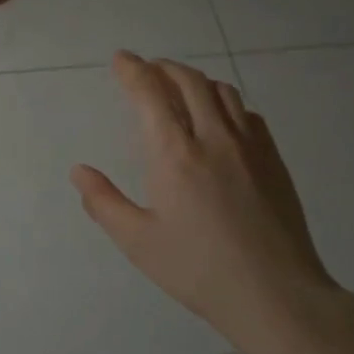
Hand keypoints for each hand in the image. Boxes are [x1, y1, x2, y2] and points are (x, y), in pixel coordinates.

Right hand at [71, 53, 346, 345]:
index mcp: (174, 153)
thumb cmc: (198, 269)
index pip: (150, 93)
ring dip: (195, 80)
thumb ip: (104, 202)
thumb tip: (79, 171)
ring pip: (221, 91)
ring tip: (180, 87)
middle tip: (147, 69)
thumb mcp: (138, 242)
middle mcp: (213, 137)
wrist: (275, 294)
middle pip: (189, 81)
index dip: (133, 70)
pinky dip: (226, 103)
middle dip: (163, 67)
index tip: (121, 59)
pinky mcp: (273, 160)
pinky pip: (247, 114)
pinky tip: (221, 119)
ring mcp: (249, 146)